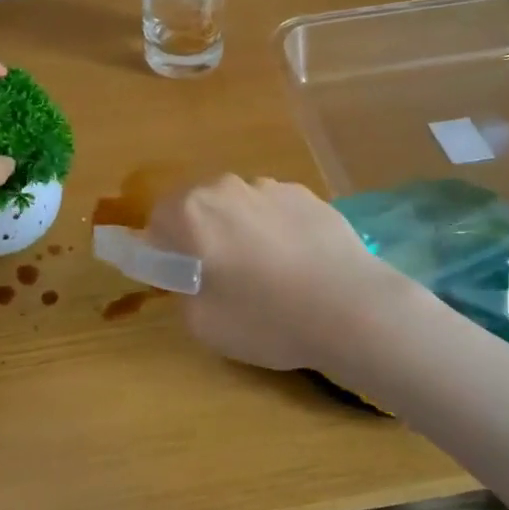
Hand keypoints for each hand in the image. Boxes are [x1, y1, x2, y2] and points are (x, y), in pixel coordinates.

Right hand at [148, 175, 404, 373]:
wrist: (351, 309)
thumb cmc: (265, 319)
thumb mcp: (201, 323)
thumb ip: (182, 291)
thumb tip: (189, 276)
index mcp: (191, 212)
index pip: (157, 219)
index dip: (164, 249)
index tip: (180, 277)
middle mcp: (226, 188)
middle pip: (199, 207)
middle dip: (201, 235)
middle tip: (221, 276)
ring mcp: (270, 187)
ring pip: (239, 207)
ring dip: (240, 230)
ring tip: (266, 273)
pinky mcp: (307, 195)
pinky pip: (274, 210)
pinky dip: (275, 230)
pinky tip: (297, 265)